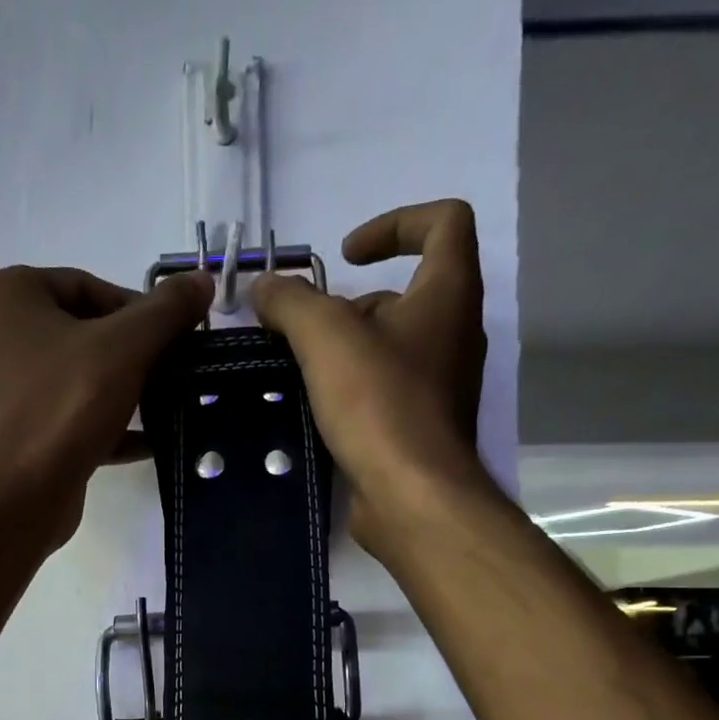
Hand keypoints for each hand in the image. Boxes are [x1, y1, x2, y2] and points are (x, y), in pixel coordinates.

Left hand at [0, 264, 213, 546]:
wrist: (17, 496)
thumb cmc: (64, 405)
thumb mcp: (126, 347)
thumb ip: (166, 311)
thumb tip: (203, 280)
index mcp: (7, 297)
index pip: (86, 287)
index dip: (136, 311)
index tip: (170, 340)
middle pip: (78, 336)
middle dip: (128, 356)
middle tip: (168, 375)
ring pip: (70, 383)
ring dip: (118, 395)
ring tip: (161, 409)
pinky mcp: (9, 441)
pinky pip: (62, 423)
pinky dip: (100, 430)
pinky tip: (142, 445)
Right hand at [250, 200, 489, 557]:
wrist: (412, 498)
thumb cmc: (380, 405)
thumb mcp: (326, 339)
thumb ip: (291, 303)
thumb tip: (264, 288)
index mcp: (449, 293)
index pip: (444, 222)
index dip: (395, 222)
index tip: (346, 255)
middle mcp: (454, 334)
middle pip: (407, 293)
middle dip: (352, 304)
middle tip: (306, 333)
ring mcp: (441, 387)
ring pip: (392, 348)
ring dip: (347, 352)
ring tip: (302, 375)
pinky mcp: (421, 429)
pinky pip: (386, 393)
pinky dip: (353, 392)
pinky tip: (317, 413)